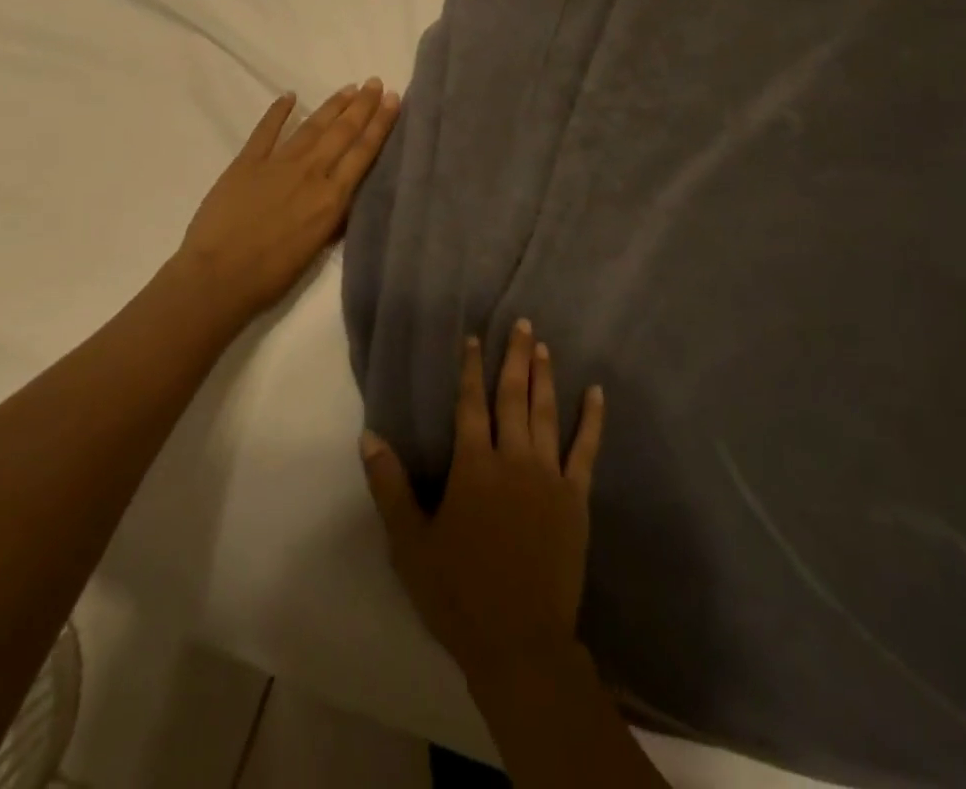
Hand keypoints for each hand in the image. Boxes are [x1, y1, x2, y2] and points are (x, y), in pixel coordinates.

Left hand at [175, 80, 399, 321]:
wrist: (218, 277)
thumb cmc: (272, 274)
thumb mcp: (317, 248)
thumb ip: (334, 218)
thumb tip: (345, 196)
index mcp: (332, 198)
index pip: (363, 152)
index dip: (380, 124)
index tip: (392, 99)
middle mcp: (311, 173)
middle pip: (343, 132)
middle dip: (362, 106)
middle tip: (375, 82)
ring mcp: (278, 163)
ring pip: (312, 126)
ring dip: (333, 105)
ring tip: (350, 88)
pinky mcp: (247, 162)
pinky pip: (266, 130)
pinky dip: (278, 111)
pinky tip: (289, 96)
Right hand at [361, 319, 605, 682]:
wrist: (520, 641)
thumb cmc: (458, 593)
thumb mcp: (410, 543)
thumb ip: (389, 486)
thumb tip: (369, 436)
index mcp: (474, 466)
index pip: (471, 404)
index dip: (472, 368)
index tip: (475, 338)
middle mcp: (513, 458)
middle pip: (513, 396)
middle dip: (516, 357)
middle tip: (522, 323)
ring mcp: (549, 475)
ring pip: (546, 413)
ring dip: (544, 377)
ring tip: (543, 346)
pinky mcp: (575, 497)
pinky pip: (586, 449)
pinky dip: (591, 419)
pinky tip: (596, 393)